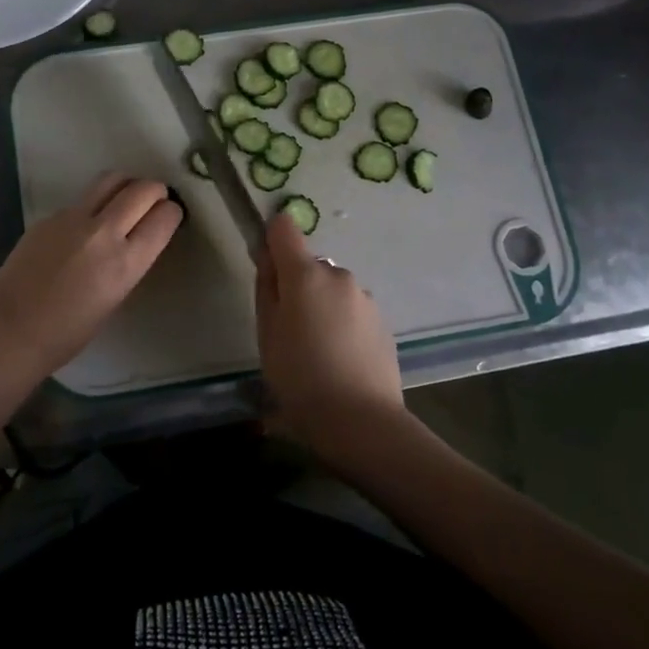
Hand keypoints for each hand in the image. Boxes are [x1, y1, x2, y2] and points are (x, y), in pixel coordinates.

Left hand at [0, 171, 182, 382]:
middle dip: (155, 191)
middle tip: (153, 203)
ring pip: (111, 179)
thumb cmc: (68, 333)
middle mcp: (103, 232)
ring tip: (124, 201)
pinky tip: (83, 229)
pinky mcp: (49, 216)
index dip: (171, 213)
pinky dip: (93, 205)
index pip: (164, 216)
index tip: (168, 217)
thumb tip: (136, 238)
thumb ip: (129, 262)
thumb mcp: (115, 297)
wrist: (10, 331)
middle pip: (142, 189)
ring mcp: (72, 219)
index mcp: (125, 262)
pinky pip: (81, 200)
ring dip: (126, 185)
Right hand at [255, 209, 404, 460]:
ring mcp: (365, 297)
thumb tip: (268, 259)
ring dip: (321, 307)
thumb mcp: (267, 334)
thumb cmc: (300, 378)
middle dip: (297, 286)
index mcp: (305, 274)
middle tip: (288, 331)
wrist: (361, 421)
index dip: (271, 243)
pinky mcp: (382, 321)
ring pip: (332, 290)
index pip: (284, 228)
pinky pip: (352, 311)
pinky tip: (340, 361)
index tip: (267, 273)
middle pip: (309, 265)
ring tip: (316, 353)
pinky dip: (342, 324)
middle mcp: (338, 275)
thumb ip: (266, 288)